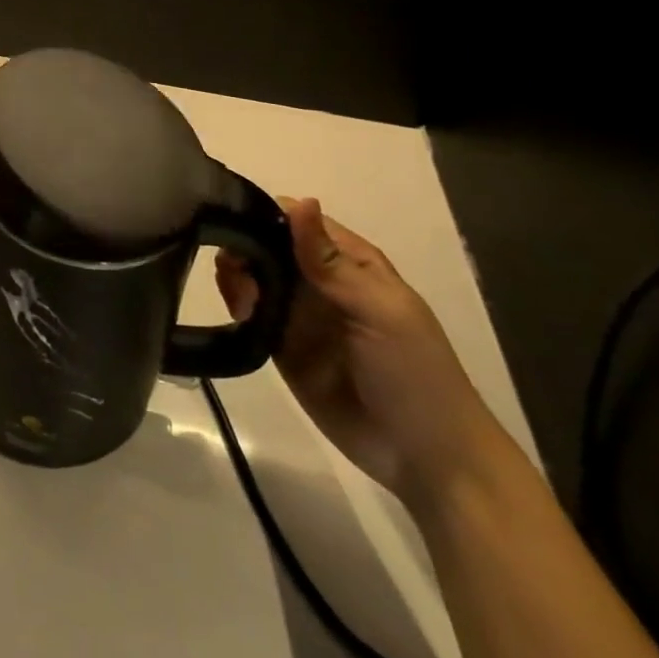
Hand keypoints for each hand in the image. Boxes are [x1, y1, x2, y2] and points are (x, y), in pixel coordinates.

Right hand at [216, 197, 510, 511]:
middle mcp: (318, 280)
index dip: (264, 214)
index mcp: (349, 261)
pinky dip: (235, 305)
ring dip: (237, 276)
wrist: (424, 457)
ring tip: (242, 299)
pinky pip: (248, 312)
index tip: (234, 219)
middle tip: (238, 270)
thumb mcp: (379, 310)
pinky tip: (239, 314)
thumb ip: (330, 261)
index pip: (296, 220)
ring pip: (252, 275)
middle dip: (243, 246)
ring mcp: (298, 313)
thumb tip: (300, 200)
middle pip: (266, 244)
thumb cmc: (413, 373)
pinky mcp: (280, 344)